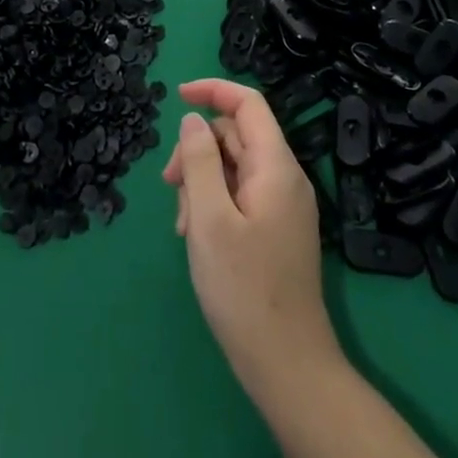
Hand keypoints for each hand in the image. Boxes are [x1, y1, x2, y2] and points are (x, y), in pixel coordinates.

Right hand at [162, 78, 338, 389]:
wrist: (288, 367)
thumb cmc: (244, 290)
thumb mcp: (209, 219)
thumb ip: (199, 161)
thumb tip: (194, 119)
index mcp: (276, 166)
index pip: (248, 103)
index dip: (213, 90)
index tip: (177, 96)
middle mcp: (284, 178)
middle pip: (236, 136)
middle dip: (198, 150)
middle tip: (169, 185)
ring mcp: (282, 205)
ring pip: (233, 167)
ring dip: (201, 182)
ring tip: (184, 226)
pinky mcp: (276, 229)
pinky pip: (240, 195)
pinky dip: (214, 204)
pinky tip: (197, 238)